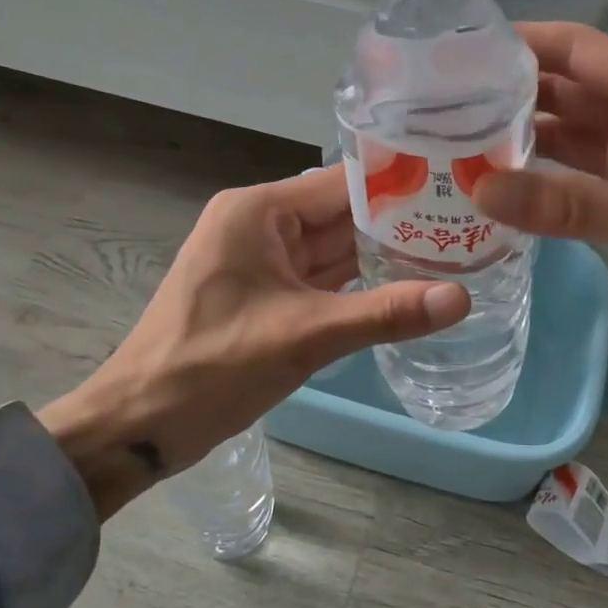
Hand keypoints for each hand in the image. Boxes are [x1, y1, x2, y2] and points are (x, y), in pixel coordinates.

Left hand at [39, 167, 468, 519]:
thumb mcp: (305, 336)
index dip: (401, 186)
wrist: (138, 423)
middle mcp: (260, 224)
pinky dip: (357, 285)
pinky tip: (405, 289)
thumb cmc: (212, 367)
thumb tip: (461, 298)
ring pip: (334, 248)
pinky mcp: (264, 293)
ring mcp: (261, 260)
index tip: (458, 191)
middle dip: (399, 224)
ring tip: (452, 254)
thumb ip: (384, 313)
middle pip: (342, 214)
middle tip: (468, 227)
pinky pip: (320, 278)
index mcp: (260, 211)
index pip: (344, 183)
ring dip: (382, 256)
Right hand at [470, 22, 607, 359]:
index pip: (578, 50)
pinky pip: (584, 183)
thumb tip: (480, 190)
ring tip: (453, 146)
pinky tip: (501, 194)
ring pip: (573, 140)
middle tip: (436, 106)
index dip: (520, 42)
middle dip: (508, 95)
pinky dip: (547, 186)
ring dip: (522, 143)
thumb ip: (568, 205)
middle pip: (567, 93)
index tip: (456, 47)